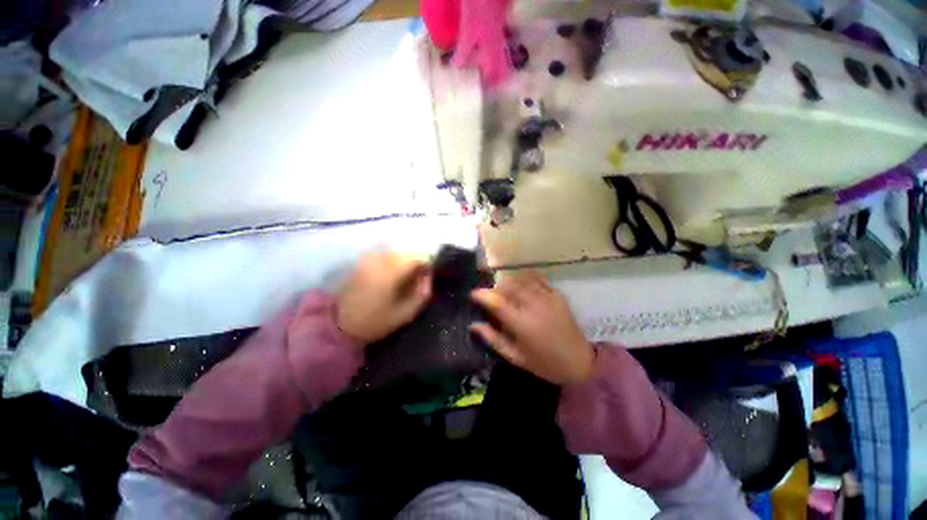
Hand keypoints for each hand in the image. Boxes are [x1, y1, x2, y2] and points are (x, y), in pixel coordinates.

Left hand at [336, 251, 431, 343]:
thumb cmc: (375, 322)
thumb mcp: (405, 314)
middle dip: (416, 265)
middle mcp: (380, 258)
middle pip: (408, 253)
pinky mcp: (362, 262)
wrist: (339, 325)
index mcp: (391, 270)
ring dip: (404, 264)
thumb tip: (428, 276)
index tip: (428, 277)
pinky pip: (385, 256)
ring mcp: (369, 258)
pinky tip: (391, 279)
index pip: (418, 256)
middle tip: (417, 281)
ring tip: (404, 281)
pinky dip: (393, 264)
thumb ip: (422, 293)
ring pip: (397, 254)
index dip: (428, 265)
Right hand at [470, 271, 594, 384]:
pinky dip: (526, 278)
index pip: (496, 301)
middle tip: (492, 297)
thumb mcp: (515, 356)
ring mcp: (547, 298)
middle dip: (495, 288)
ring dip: (509, 282)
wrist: (580, 362)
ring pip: (521, 279)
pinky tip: (522, 284)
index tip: (473, 294)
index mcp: (521, 324)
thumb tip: (474, 325)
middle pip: (507, 286)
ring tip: (506, 291)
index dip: (482, 294)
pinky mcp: (557, 295)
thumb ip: (493, 339)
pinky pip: (538, 278)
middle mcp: (533, 306)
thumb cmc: (544, 363)